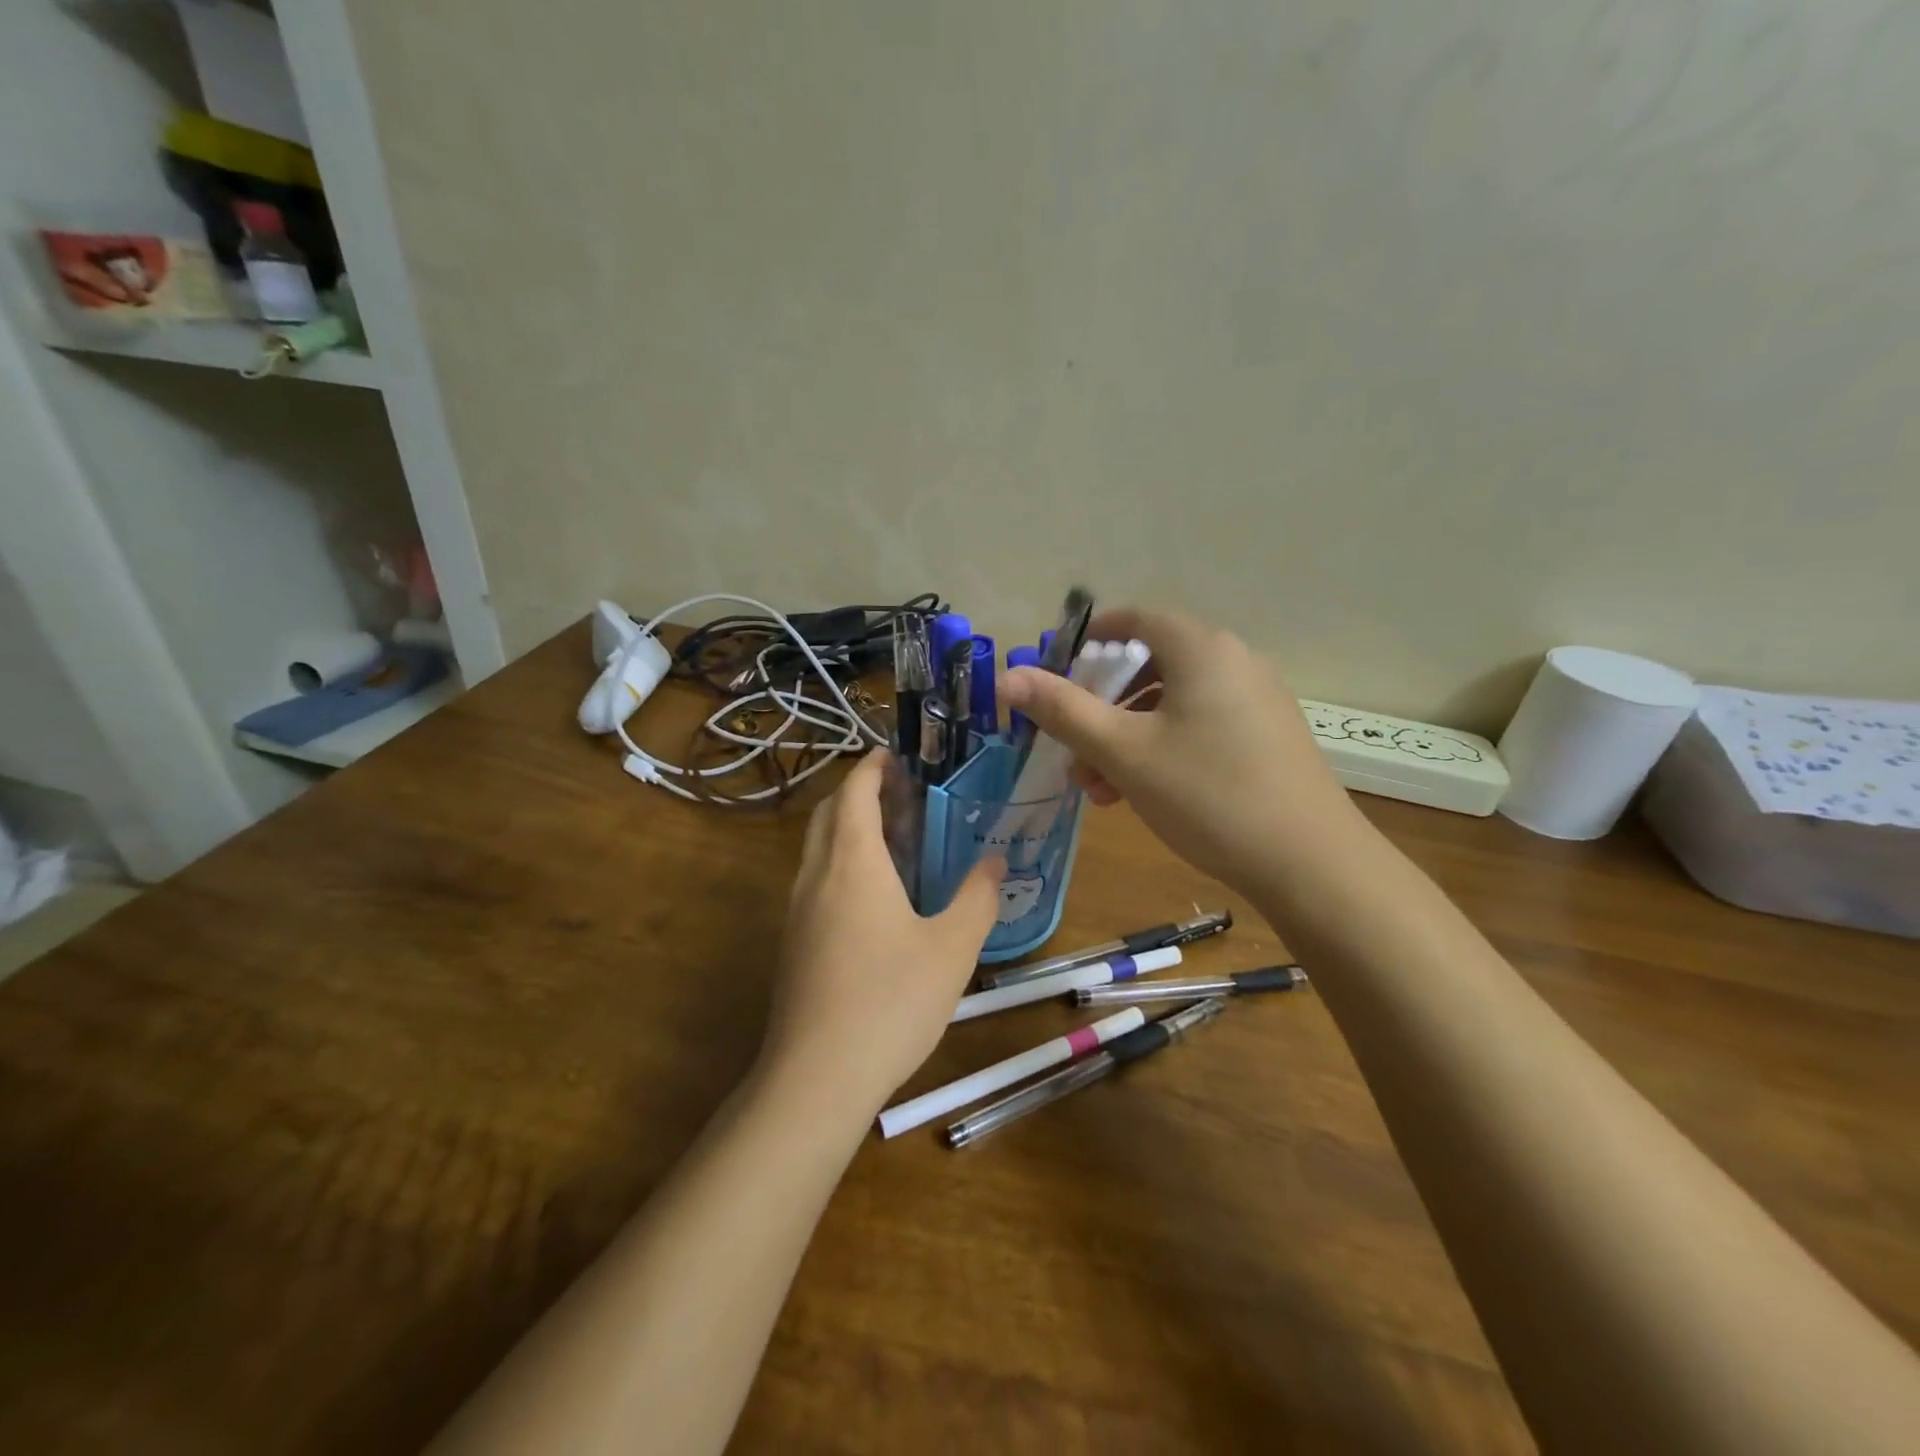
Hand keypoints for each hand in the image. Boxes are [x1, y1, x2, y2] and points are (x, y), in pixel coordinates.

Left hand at [760, 750, 1003, 1122]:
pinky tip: (874, 896)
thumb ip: (977, 897)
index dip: (872, 765)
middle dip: (859, 791)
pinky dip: (841, 862)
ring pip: (818, 847)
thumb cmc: (891, 1001)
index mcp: (852, 861)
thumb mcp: (952, 948)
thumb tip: (994, 859)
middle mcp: (816, 875)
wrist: (817, 1077)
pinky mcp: (792, 942)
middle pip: (829, 812)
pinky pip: (815, 879)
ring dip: (848, 827)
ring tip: (894, 837)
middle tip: (902, 792)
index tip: (898, 754)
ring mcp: (797, 910)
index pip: (854, 790)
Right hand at [1000, 607, 1362, 894]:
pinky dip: (1162, 748)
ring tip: (1097, 788)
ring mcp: (1256, 701)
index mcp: (1202, 649)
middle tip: (1071, 744)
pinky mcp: (1266, 737)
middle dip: (1102, 705)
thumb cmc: (1207, 795)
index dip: (1090, 637)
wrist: (1311, 863)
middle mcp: (1234, 662)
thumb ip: (1063, 710)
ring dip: (1126, 736)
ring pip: (1172, 703)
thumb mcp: (1124, 752)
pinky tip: (1139, 794)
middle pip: (1150, 665)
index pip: (1136, 618)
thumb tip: (1007, 676)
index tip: (1055, 667)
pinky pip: (1200, 725)